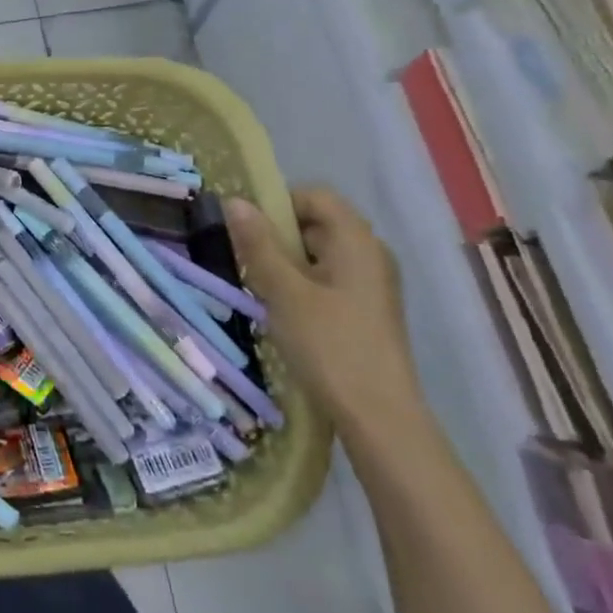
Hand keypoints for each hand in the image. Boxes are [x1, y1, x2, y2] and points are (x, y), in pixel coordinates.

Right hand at [226, 188, 426, 438]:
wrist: (378, 416)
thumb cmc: (329, 344)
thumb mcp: (284, 292)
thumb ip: (258, 244)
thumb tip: (234, 201)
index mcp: (356, 240)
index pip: (314, 196)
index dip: (278, 202)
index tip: (246, 228)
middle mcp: (371, 254)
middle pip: (317, 223)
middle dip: (277, 235)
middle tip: (246, 261)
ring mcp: (372, 284)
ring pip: (320, 254)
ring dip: (286, 263)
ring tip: (260, 288)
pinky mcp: (367, 310)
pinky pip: (328, 279)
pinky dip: (302, 284)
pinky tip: (283, 312)